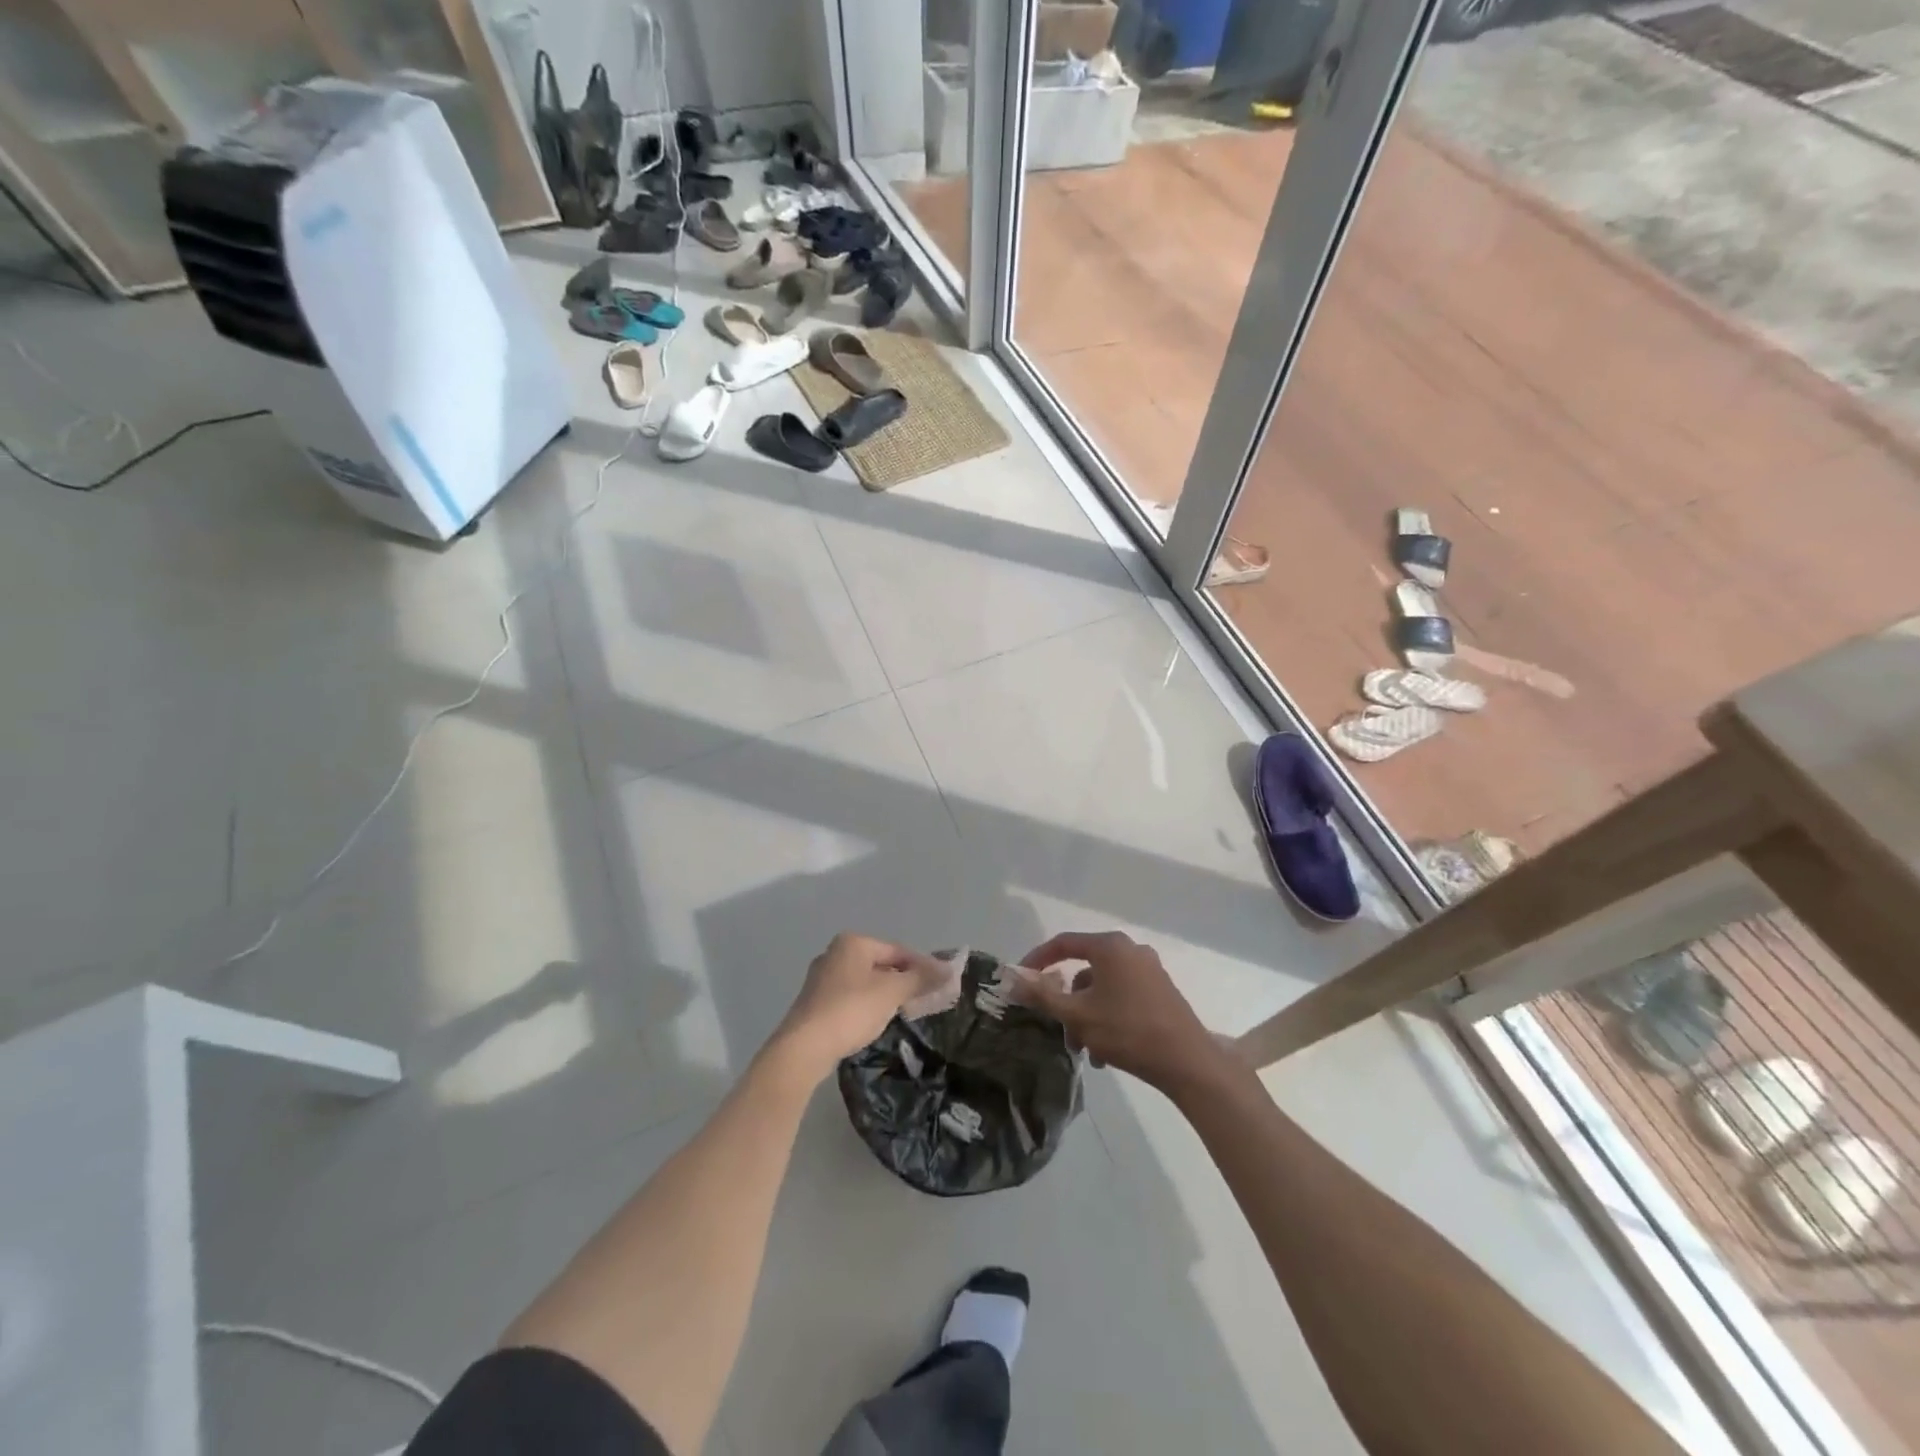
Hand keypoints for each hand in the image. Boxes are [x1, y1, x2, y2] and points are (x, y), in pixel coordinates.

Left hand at [774, 933, 948, 1075]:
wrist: (804, 1047)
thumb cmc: (851, 1009)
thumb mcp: (892, 992)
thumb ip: (920, 979)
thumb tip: (949, 969)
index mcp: (853, 942)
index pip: (898, 950)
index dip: (922, 966)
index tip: (941, 984)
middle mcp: (835, 953)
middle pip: (881, 964)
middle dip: (904, 980)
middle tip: (926, 998)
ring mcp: (822, 978)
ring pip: (865, 981)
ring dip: (886, 994)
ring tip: (905, 1011)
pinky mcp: (815, 1002)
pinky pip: (851, 997)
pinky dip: (868, 1005)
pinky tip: (876, 1021)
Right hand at [1015, 931, 1227, 1094]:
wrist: (1188, 1062)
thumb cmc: (1128, 1031)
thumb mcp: (1078, 1016)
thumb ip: (1042, 996)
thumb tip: (1013, 979)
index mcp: (1110, 947)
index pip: (1063, 943)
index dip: (1038, 960)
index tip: (1021, 979)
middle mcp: (1130, 950)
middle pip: (1084, 970)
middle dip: (1067, 1003)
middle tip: (1060, 1029)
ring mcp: (1149, 970)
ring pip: (1102, 988)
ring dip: (1087, 1016)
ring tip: (1086, 1051)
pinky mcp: (1161, 990)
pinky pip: (1122, 997)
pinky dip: (1107, 1017)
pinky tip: (1106, 1052)